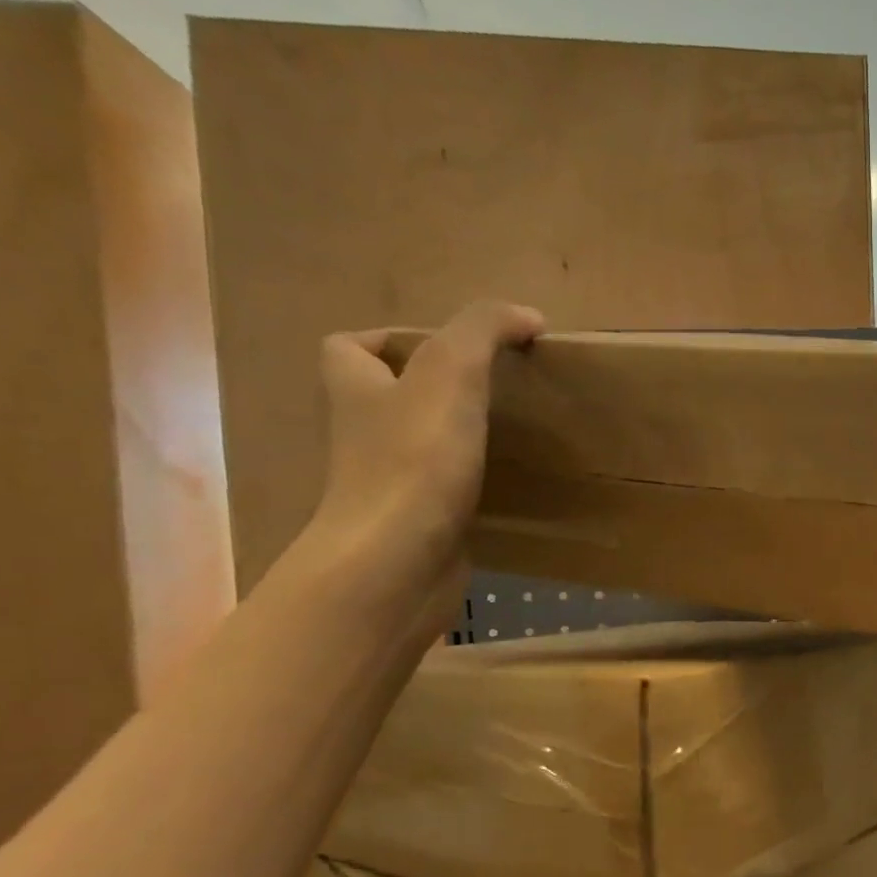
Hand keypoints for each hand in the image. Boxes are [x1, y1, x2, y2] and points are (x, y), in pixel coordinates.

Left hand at [312, 300, 543, 617]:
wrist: (398, 560)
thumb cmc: (415, 459)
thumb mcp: (451, 372)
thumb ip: (484, 330)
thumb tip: (527, 316)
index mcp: (355, 387)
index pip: (350, 346)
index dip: (390, 339)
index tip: (449, 350)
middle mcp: (362, 431)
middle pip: (388, 395)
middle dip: (432, 390)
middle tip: (491, 391)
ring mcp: (386, 482)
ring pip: (416, 445)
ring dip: (453, 437)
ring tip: (505, 433)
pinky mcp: (416, 522)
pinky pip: (440, 490)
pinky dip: (467, 484)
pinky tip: (505, 484)